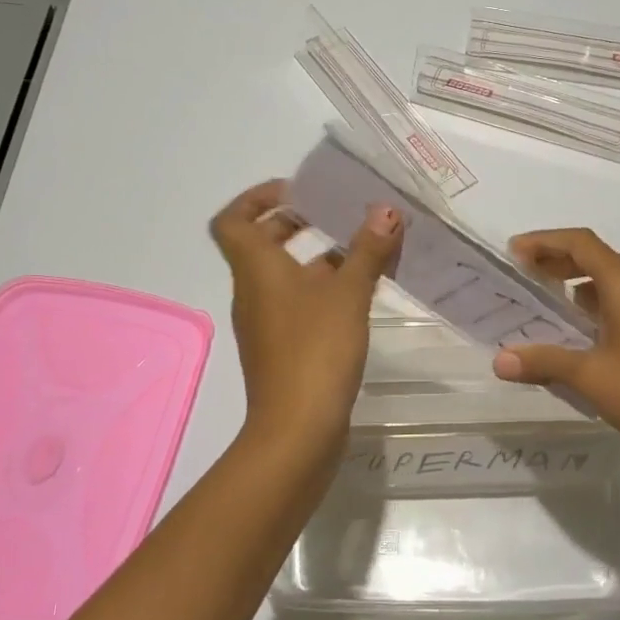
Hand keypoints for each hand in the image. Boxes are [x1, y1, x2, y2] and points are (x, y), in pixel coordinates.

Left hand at [209, 180, 401, 458]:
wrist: (298, 428)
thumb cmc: (316, 349)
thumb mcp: (348, 293)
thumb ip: (367, 249)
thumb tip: (386, 209)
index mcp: (256, 269)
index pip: (233, 220)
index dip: (256, 197)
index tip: (296, 191)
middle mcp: (253, 292)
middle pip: (260, 246)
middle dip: (294, 224)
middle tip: (335, 215)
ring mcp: (266, 324)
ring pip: (284, 277)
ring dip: (315, 259)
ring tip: (360, 253)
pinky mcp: (284, 349)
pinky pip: (298, 305)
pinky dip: (322, 291)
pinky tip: (359, 297)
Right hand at [492, 228, 619, 467]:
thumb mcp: (590, 377)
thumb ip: (543, 362)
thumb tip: (499, 360)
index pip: (581, 243)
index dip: (544, 241)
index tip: (513, 252)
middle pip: (598, 257)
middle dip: (558, 259)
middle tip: (523, 273)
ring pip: (614, 281)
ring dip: (578, 283)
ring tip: (545, 300)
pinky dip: (598, 303)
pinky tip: (582, 331)